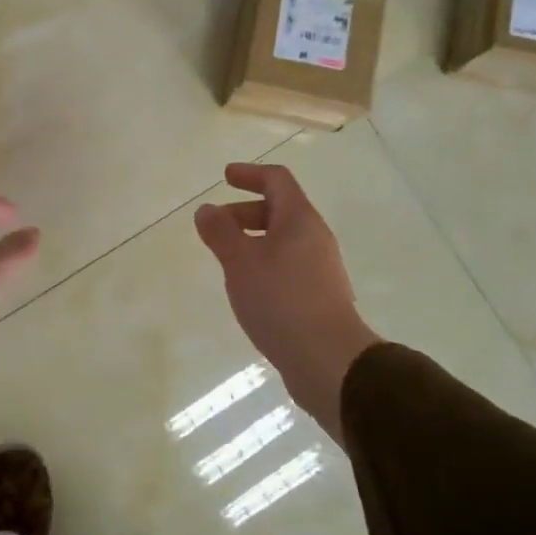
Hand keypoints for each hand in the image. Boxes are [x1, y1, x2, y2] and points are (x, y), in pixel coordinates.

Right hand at [194, 163, 380, 439]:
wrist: (328, 360)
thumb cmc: (281, 301)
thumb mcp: (240, 262)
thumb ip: (220, 232)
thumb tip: (207, 209)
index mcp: (299, 220)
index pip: (277, 181)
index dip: (250, 174)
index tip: (225, 176)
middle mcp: (314, 238)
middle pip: (280, 210)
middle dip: (245, 211)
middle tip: (216, 226)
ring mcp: (320, 269)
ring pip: (283, 241)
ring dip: (253, 241)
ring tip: (227, 261)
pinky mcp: (319, 296)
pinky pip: (287, 266)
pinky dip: (263, 265)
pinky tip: (248, 290)